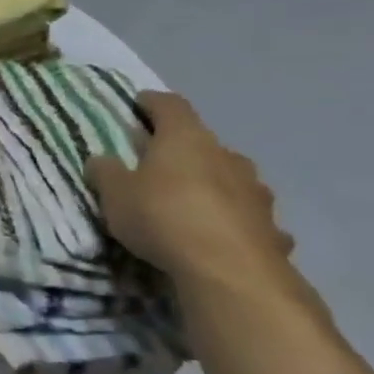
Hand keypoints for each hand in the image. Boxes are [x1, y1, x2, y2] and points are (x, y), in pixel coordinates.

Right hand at [85, 91, 294, 287]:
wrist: (229, 270)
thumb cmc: (162, 217)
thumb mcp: (115, 195)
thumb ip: (106, 173)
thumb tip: (102, 159)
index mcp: (185, 139)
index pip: (170, 106)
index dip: (153, 102)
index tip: (139, 103)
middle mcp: (225, 156)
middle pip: (202, 142)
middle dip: (182, 149)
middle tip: (160, 162)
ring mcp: (255, 191)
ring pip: (231, 177)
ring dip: (213, 183)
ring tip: (194, 201)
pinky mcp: (272, 227)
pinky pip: (248, 216)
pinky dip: (235, 220)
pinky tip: (223, 236)